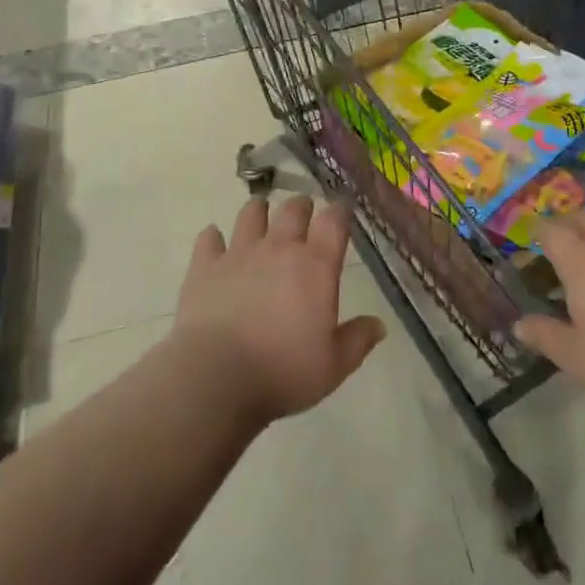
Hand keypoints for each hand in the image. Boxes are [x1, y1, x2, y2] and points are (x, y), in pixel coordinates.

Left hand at [172, 195, 385, 425]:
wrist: (216, 377)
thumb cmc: (283, 371)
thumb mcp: (333, 366)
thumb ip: (358, 340)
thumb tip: (379, 326)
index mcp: (315, 265)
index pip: (333, 221)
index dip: (339, 212)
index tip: (342, 213)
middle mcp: (279, 248)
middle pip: (293, 209)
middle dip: (302, 207)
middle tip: (304, 214)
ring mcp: (239, 253)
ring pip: (251, 213)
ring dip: (259, 211)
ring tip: (261, 216)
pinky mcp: (204, 266)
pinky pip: (209, 238)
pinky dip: (214, 238)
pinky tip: (215, 244)